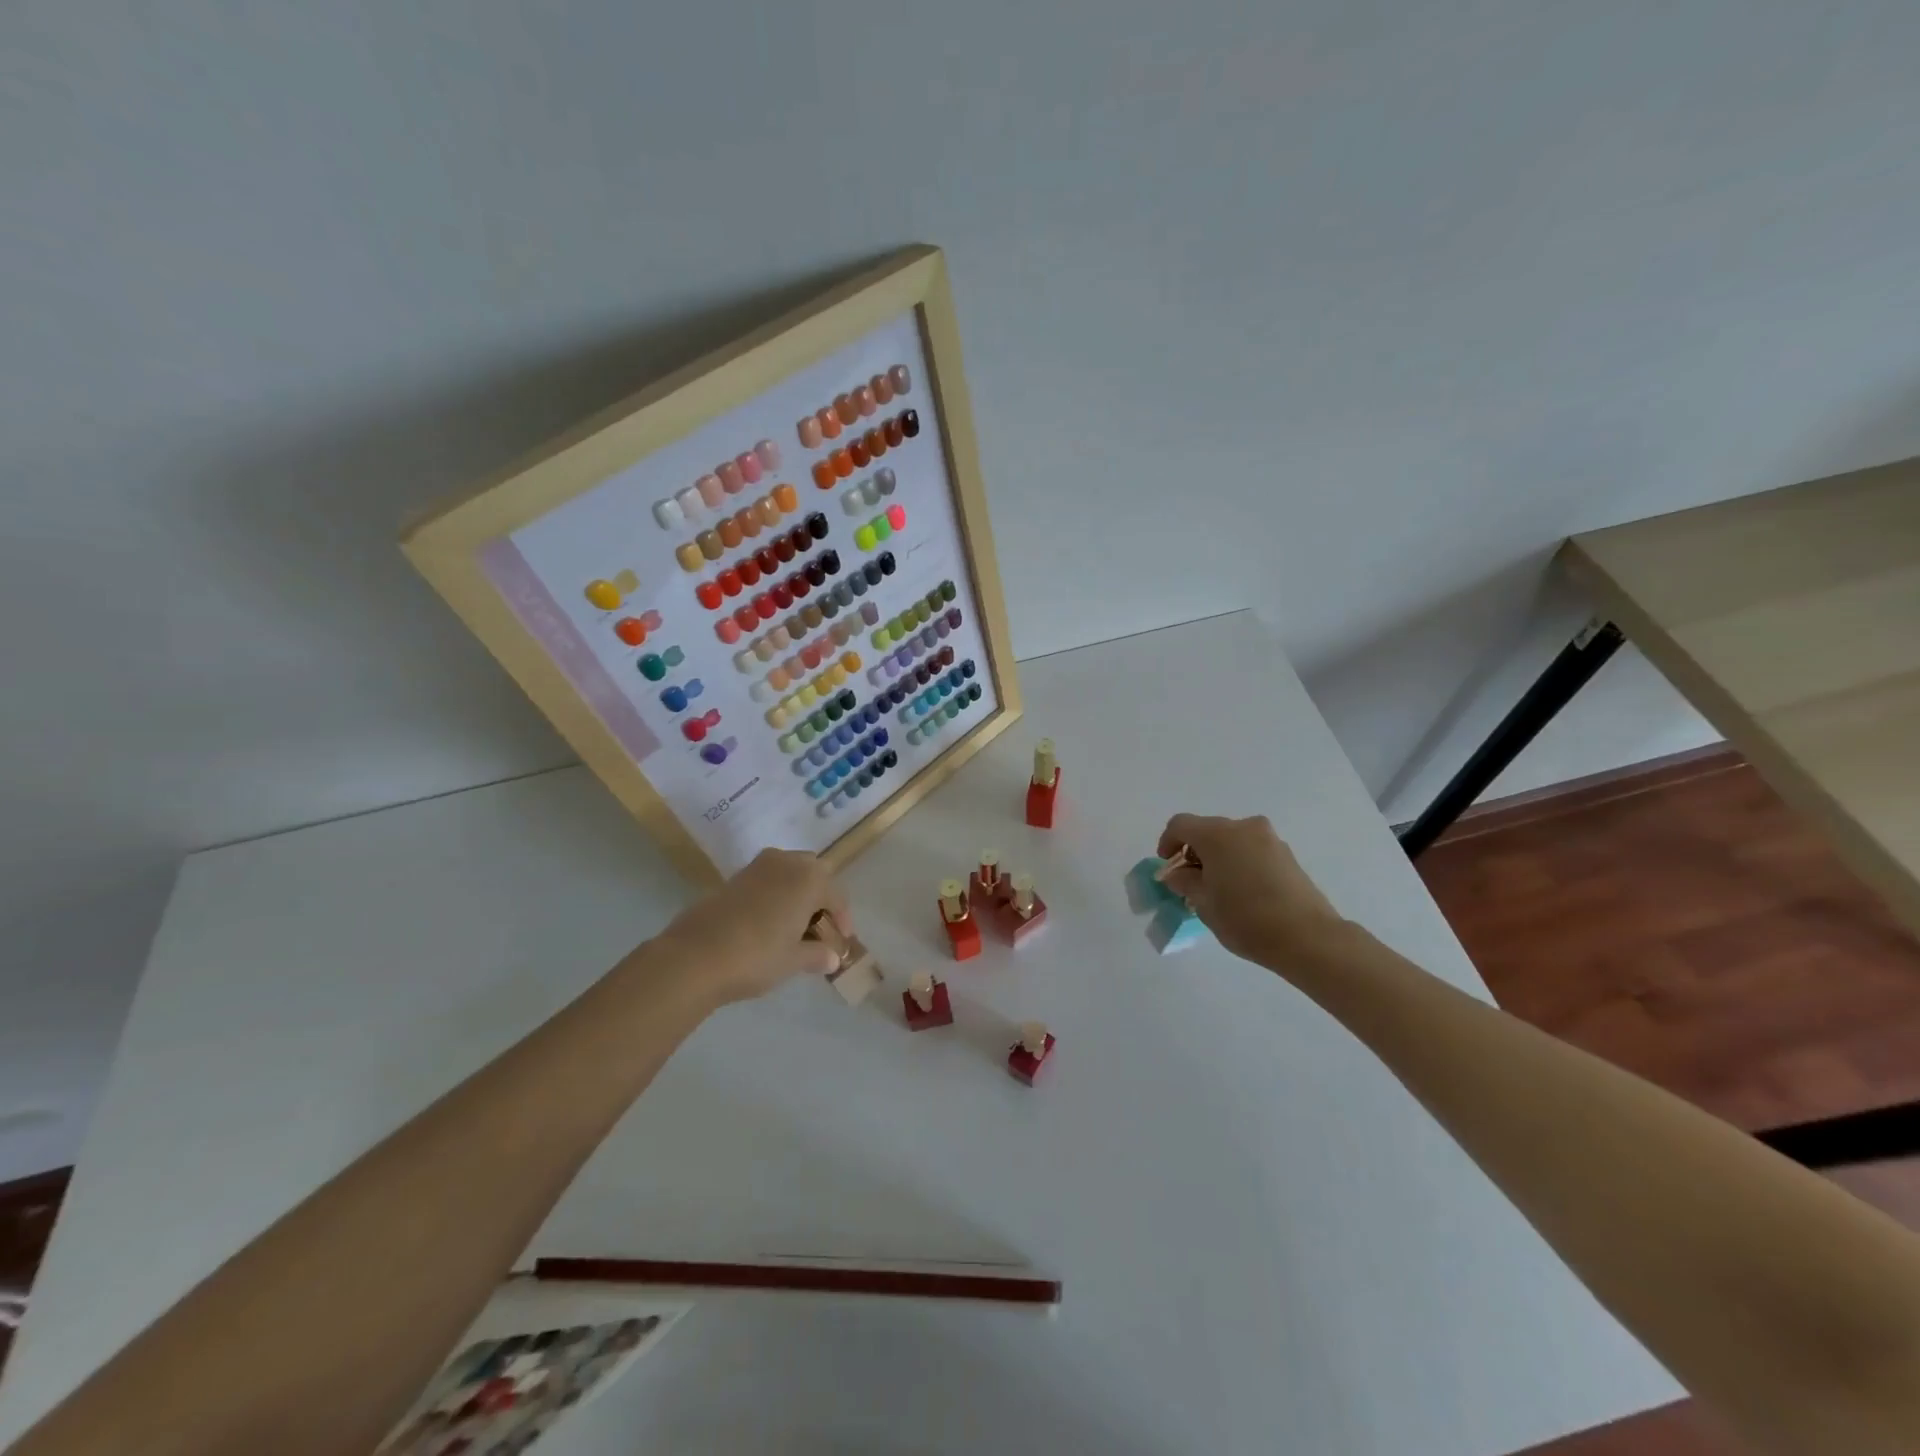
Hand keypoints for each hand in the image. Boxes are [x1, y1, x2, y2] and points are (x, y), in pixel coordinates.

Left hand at [647, 849, 852, 1004]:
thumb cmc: (757, 956)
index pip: (836, 896)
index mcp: (809, 878)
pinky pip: (766, 880)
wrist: (694, 956)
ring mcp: (757, 867)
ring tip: (794, 924)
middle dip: (820, 897)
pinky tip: (768, 922)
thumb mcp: (793, 960)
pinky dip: (774, 895)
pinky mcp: (733, 878)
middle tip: (819, 926)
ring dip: (796, 892)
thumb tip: (832, 957)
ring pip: (788, 872)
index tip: (842, 941)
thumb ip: (817, 955)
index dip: (842, 919)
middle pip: (814, 874)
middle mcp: (786, 863)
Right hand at [1156, 813, 1348, 970]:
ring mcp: (1269, 840)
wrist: (1308, 937)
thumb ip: (1185, 882)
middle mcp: (1243, 827)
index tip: (1168, 867)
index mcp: (1217, 834)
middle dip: (1195, 852)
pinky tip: (1243, 892)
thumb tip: (1178, 874)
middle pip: (1208, 830)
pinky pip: (1252, 851)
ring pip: (1232, 840)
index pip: (1181, 825)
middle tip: (1191, 882)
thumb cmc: (1246, 919)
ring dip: (1219, 858)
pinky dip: (1240, 863)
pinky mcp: (1287, 855)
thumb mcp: (1204, 903)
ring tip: (1219, 889)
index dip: (1168, 842)